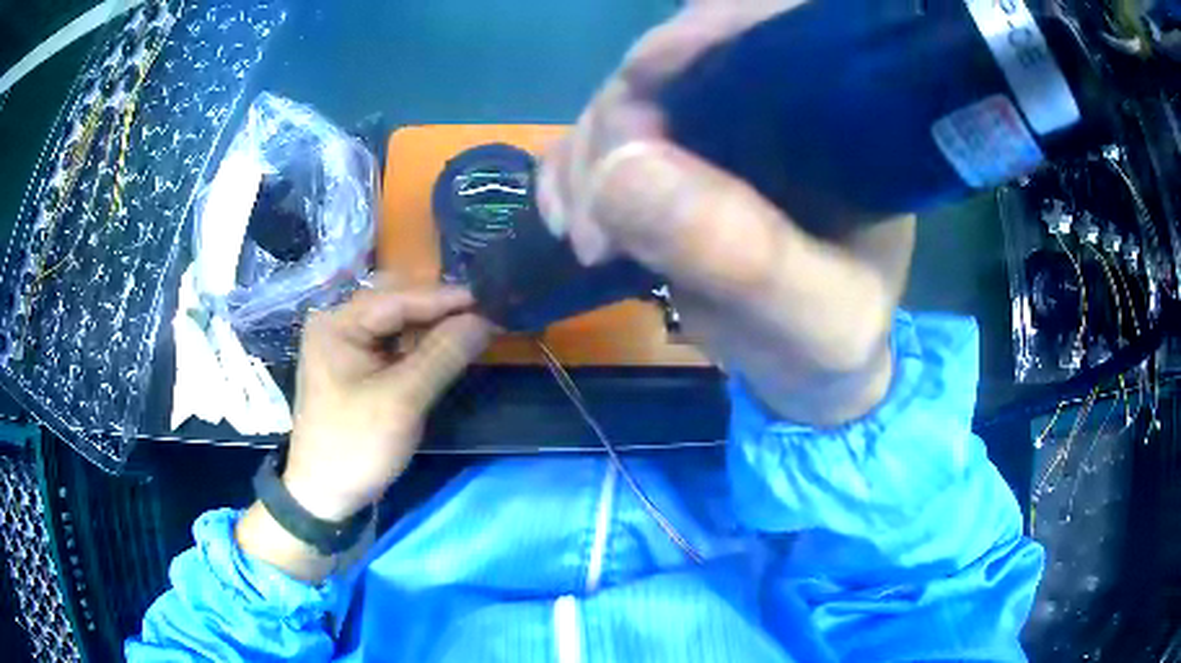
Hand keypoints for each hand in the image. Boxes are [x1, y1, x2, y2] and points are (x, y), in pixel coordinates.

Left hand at [282, 284, 492, 521]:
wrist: (324, 494)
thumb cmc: (356, 445)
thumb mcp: (402, 400)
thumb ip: (442, 355)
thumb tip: (483, 320)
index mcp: (337, 325)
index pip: (396, 299)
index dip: (443, 299)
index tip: (485, 301)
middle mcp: (337, 325)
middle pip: (394, 305)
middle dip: (436, 310)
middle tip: (480, 316)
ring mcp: (344, 347)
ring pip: (395, 325)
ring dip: (430, 328)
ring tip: (468, 331)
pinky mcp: (354, 368)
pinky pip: (391, 346)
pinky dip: (418, 347)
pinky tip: (442, 351)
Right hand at [539, 1, 914, 425]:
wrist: (808, 374)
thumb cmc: (830, 346)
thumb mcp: (813, 318)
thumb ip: (743, 255)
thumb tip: (620, 171)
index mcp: (841, 122)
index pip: (770, 31)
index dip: (700, 34)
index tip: (639, 85)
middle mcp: (781, 106)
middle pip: (683, 59)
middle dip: (622, 115)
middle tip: (597, 212)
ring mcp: (722, 128)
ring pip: (632, 97)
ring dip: (587, 153)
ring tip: (582, 234)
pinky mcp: (678, 157)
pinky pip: (606, 138)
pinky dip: (572, 169)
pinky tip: (566, 215)